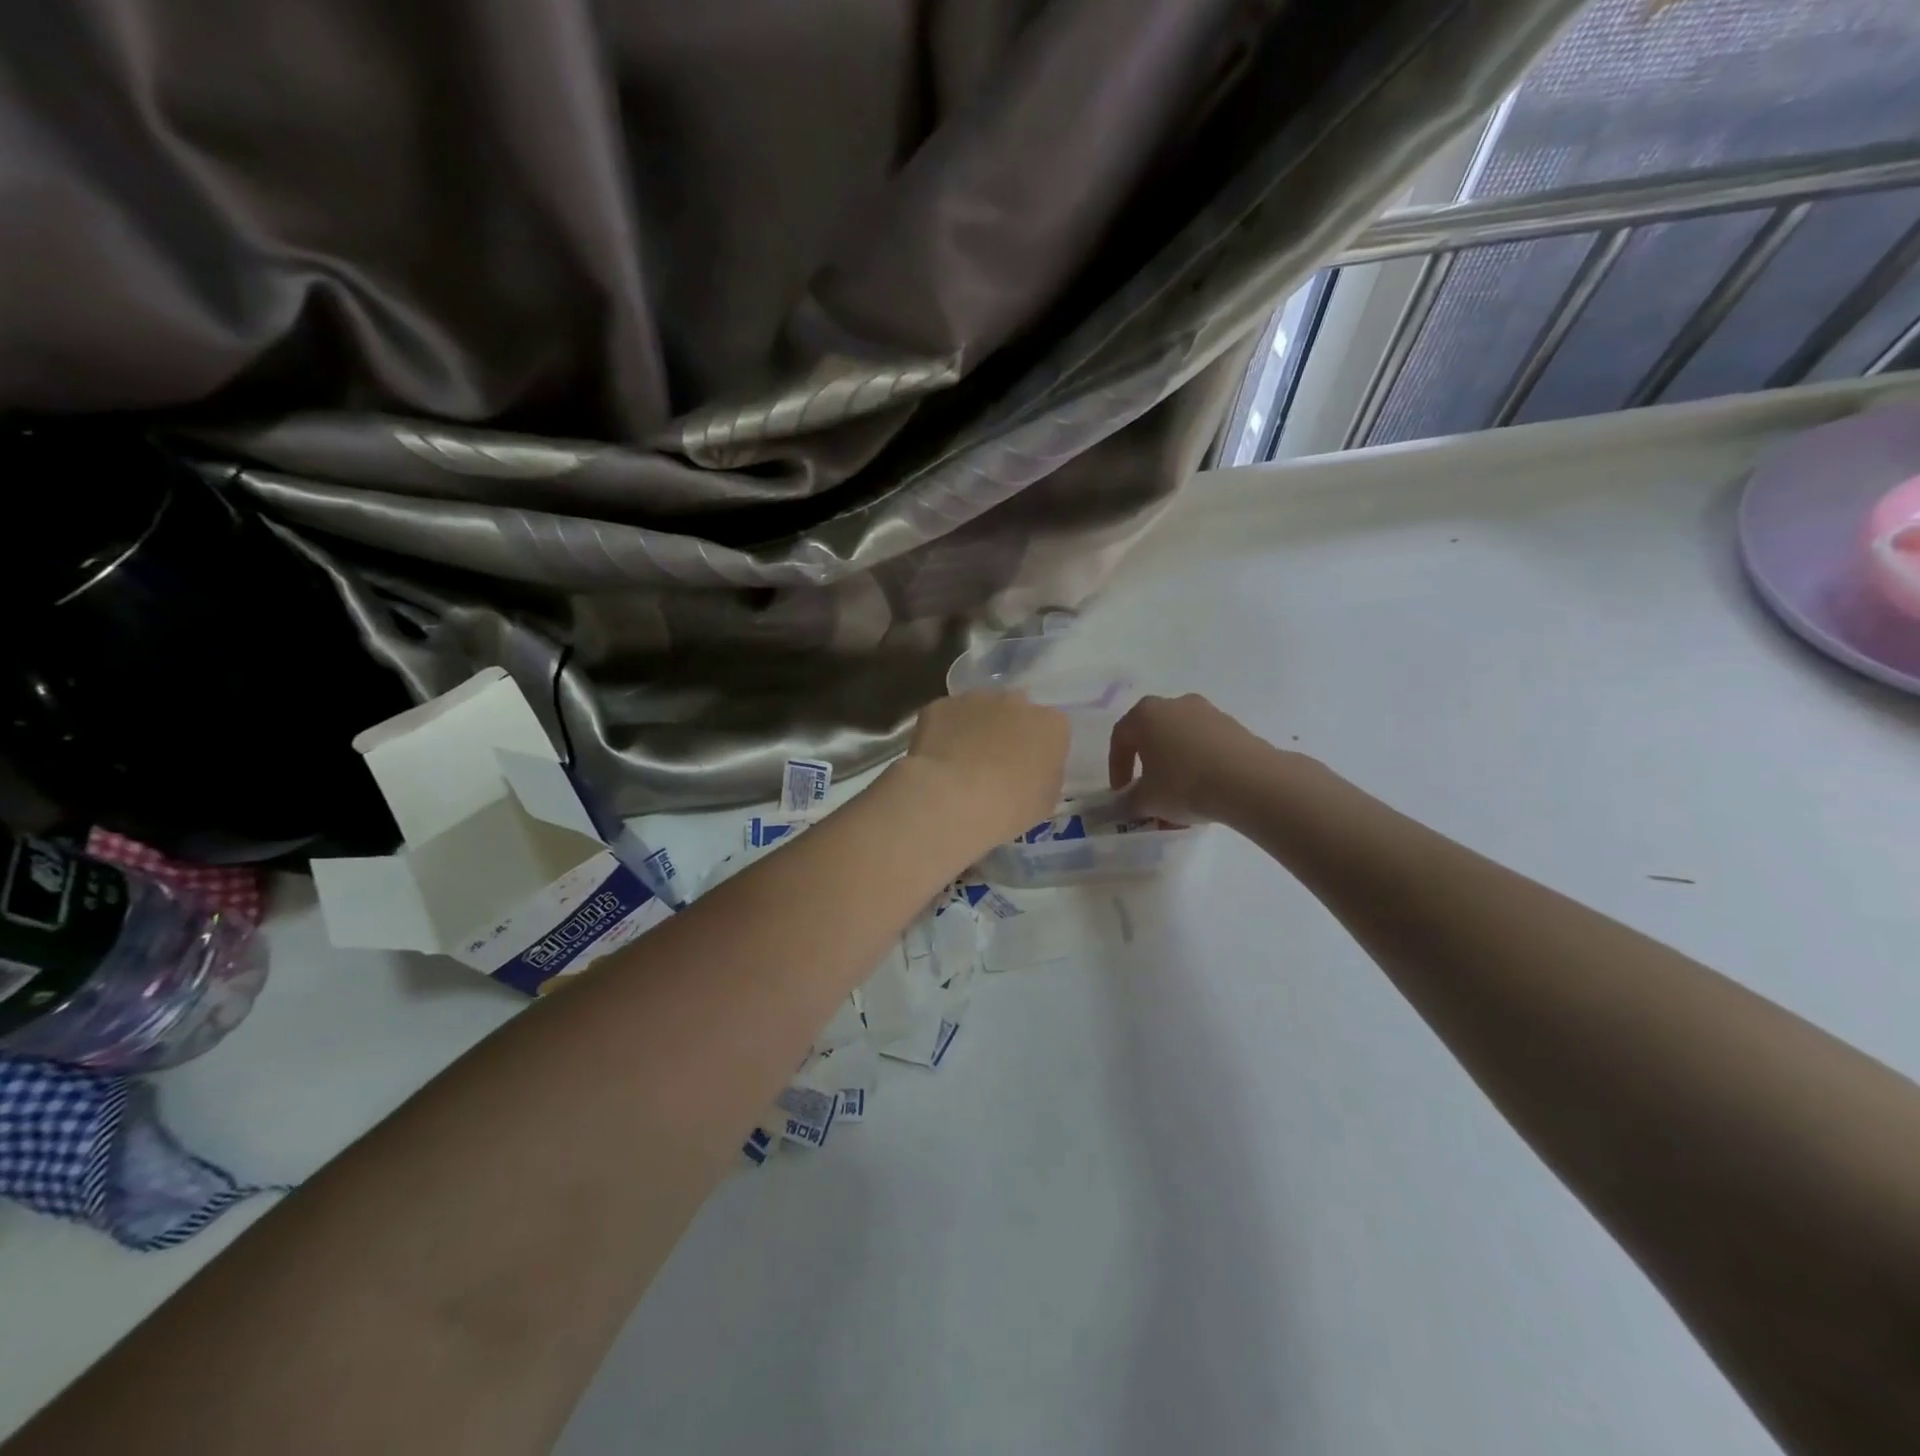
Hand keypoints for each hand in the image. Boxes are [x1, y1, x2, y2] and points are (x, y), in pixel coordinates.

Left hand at [899, 690, 1070, 849]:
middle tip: (995, 763)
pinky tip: (937, 759)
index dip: (1040, 749)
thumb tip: (1033, 770)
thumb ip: (1046, 775)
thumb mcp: (1045, 801)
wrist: (953, 798)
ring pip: (979, 709)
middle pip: (1016, 711)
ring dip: (975, 728)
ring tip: (962, 763)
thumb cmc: (1010, 806)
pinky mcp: (940, 706)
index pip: (1053, 729)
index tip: (1029, 770)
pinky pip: (946, 717)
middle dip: (1008, 730)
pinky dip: (943, 732)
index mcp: (1051, 725)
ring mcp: (975, 699)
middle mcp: (1016, 701)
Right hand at [1108, 694, 1278, 822]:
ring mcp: (1207, 711)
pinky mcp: (1233, 725)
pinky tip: (1204, 788)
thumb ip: (1128, 803)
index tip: (1121, 792)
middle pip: (1151, 734)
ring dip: (1174, 764)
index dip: (1116, 767)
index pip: (1120, 738)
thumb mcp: (1148, 800)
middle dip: (1146, 763)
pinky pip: (1205, 743)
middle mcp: (1174, 704)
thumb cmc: (1185, 784)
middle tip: (1147, 789)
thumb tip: (1122, 806)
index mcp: (1145, 714)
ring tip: (1179, 794)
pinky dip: (1198, 763)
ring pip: (1180, 738)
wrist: (1249, 781)